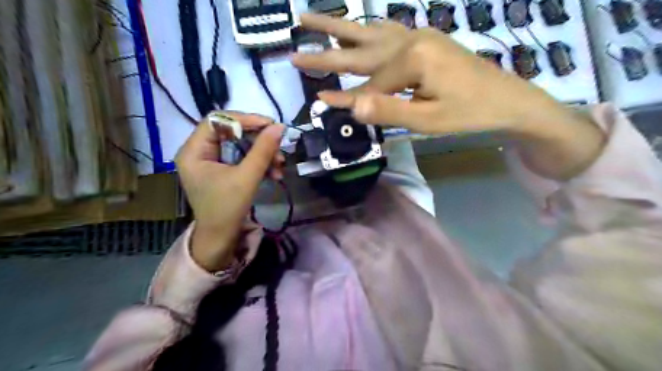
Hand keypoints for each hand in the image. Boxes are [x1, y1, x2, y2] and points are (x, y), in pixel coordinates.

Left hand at [173, 113, 284, 271]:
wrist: (221, 239)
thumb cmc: (227, 209)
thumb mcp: (247, 177)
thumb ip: (263, 150)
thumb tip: (280, 127)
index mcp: (193, 151)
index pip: (218, 120)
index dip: (245, 119)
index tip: (270, 125)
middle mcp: (198, 151)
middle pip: (230, 130)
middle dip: (258, 138)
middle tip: (278, 144)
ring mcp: (210, 160)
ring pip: (240, 144)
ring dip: (262, 152)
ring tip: (280, 164)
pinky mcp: (221, 169)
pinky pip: (241, 157)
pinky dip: (259, 162)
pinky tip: (274, 172)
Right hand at [291, 14, 603, 179]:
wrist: (507, 100)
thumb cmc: (470, 113)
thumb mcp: (429, 120)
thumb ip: (389, 112)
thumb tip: (353, 107)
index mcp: (412, 58)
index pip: (371, 86)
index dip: (348, 100)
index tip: (319, 104)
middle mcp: (411, 39)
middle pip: (359, 48)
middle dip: (325, 53)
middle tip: (294, 49)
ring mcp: (417, 35)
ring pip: (369, 31)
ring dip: (338, 28)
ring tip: (310, 19)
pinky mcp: (423, 40)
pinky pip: (386, 31)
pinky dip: (365, 29)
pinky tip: (355, 27)